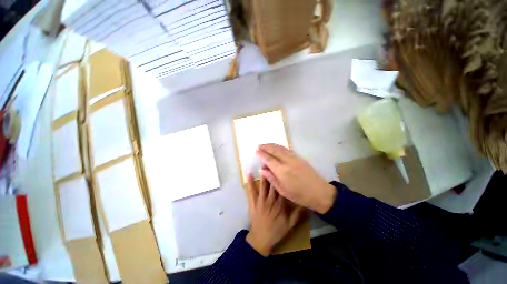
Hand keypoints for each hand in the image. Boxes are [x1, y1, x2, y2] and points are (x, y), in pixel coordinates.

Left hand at [245, 173, 303, 256]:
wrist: (261, 239)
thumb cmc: (276, 231)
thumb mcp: (290, 225)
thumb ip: (298, 215)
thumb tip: (306, 205)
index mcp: (280, 205)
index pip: (282, 189)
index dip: (282, 179)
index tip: (282, 170)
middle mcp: (270, 200)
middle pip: (272, 185)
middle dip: (273, 174)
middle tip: (272, 163)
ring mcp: (260, 201)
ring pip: (263, 186)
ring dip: (263, 175)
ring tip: (263, 165)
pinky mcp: (253, 202)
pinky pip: (251, 191)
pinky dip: (249, 182)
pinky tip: (248, 174)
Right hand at [256, 144, 336, 213]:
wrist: (319, 192)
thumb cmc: (299, 195)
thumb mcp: (282, 190)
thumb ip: (271, 178)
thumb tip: (262, 169)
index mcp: (282, 171)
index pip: (269, 159)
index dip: (261, 154)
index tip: (256, 151)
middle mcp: (287, 161)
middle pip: (274, 150)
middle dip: (266, 147)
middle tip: (259, 145)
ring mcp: (294, 158)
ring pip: (281, 148)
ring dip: (272, 145)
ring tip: (266, 145)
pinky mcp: (299, 157)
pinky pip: (287, 149)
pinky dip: (280, 147)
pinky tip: (277, 147)